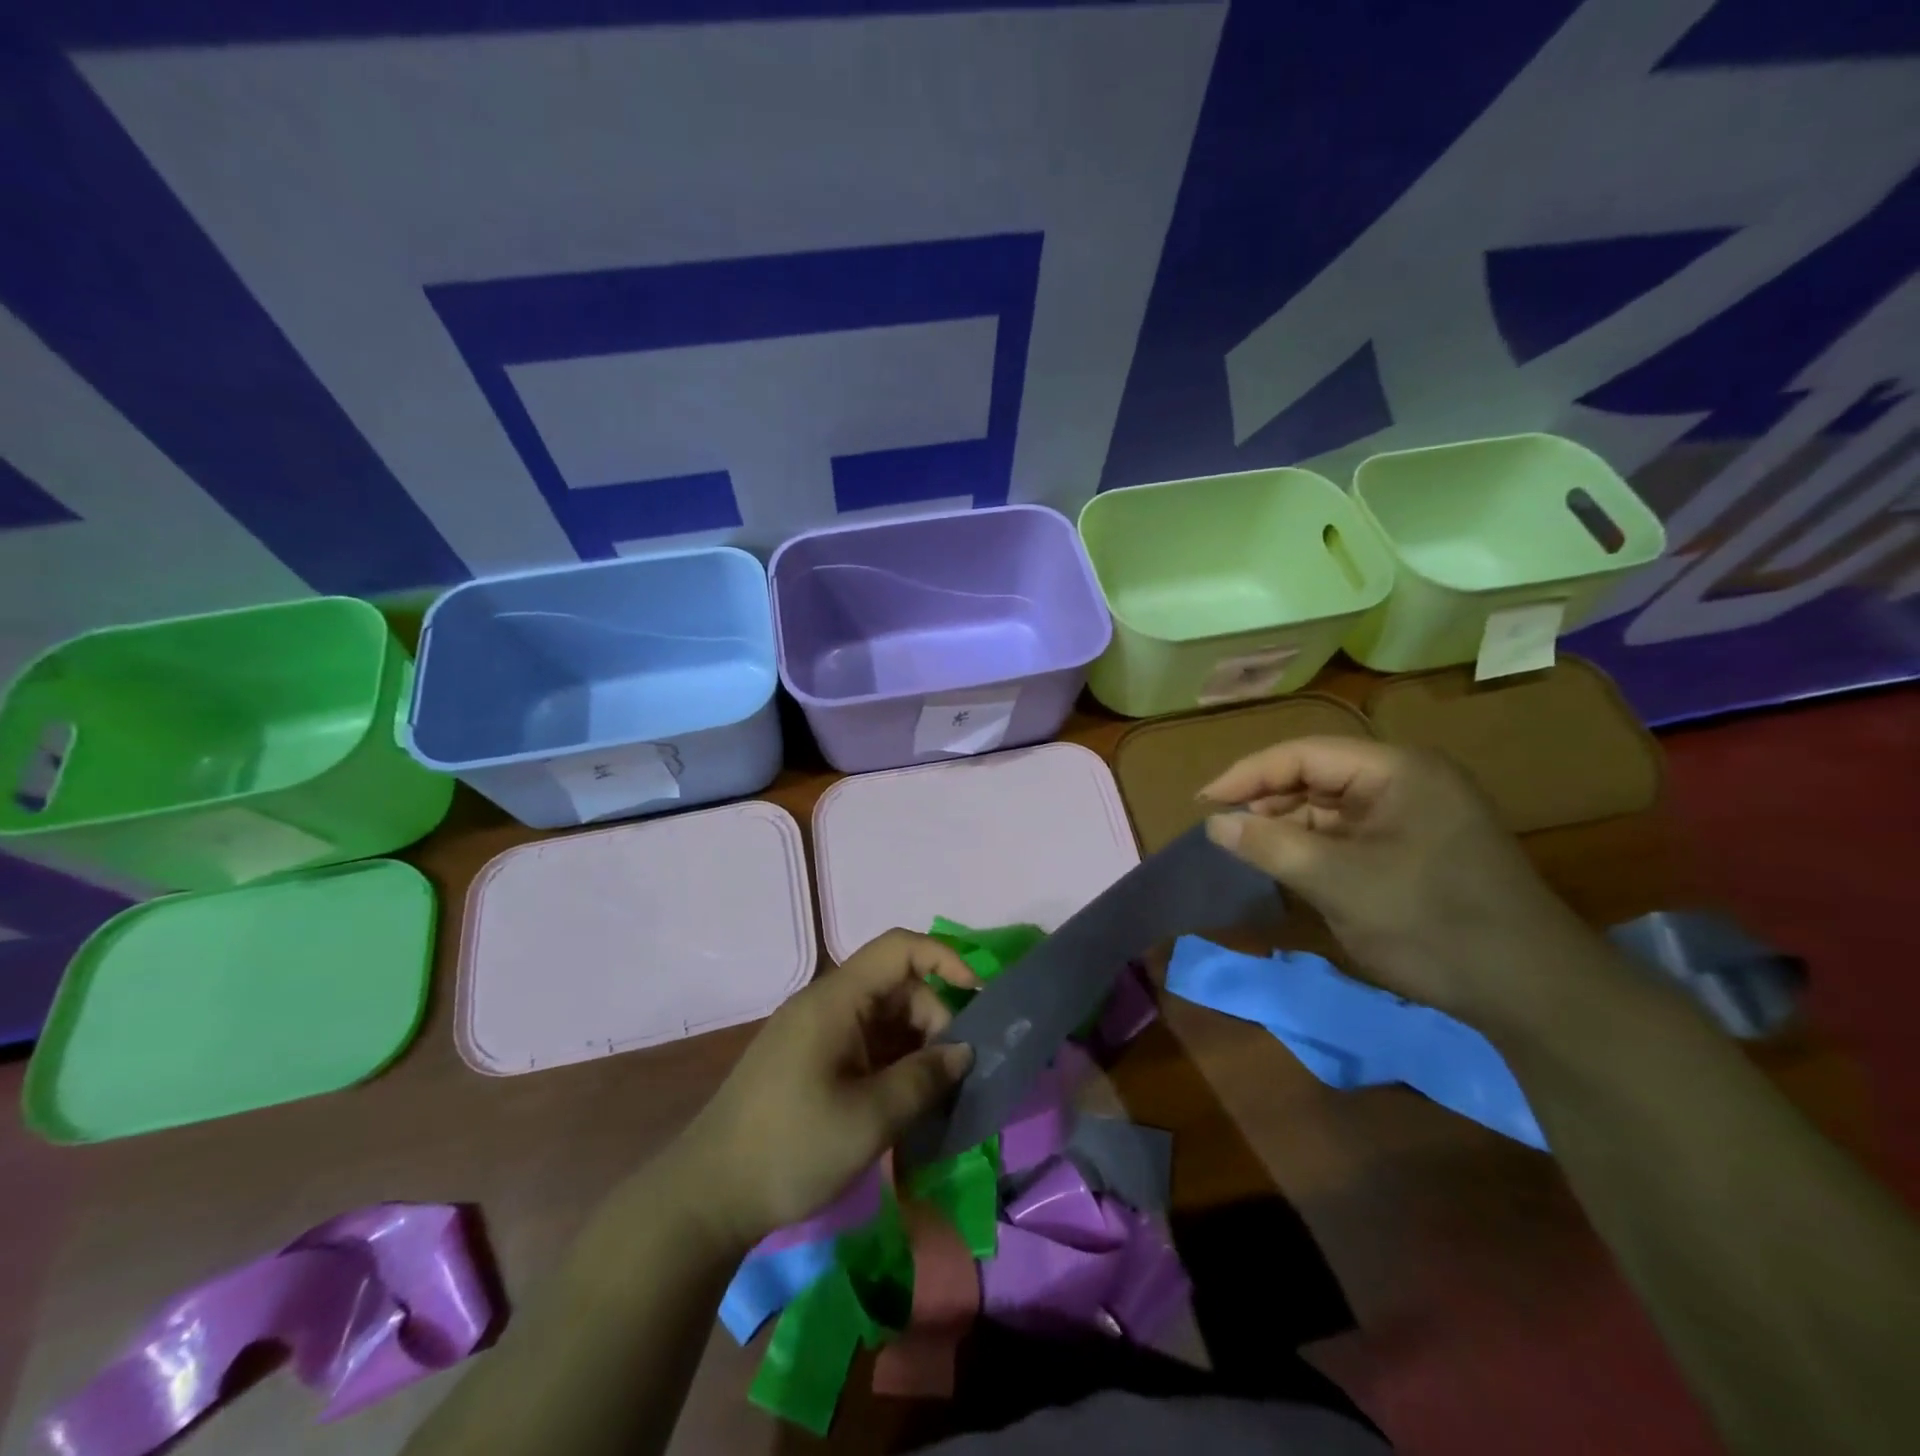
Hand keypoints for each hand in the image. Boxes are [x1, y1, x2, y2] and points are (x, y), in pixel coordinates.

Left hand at [667, 930, 978, 1249]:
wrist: (707, 1197)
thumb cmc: (791, 1148)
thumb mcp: (869, 1118)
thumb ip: (924, 1079)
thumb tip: (964, 1051)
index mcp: (836, 999)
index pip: (899, 948)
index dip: (945, 959)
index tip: (979, 999)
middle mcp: (827, 1004)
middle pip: (897, 987)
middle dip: (935, 1020)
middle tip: (955, 1074)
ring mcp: (817, 1033)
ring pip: (884, 1019)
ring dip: (916, 1047)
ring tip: (938, 1096)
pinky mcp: (811, 1061)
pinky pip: (866, 1044)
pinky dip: (893, 1065)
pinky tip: (908, 1104)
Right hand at [1201, 737, 1586, 1025]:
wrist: (1533, 992)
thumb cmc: (1431, 924)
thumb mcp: (1338, 883)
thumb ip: (1271, 845)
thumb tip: (1214, 823)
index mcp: (1398, 770)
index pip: (1304, 753)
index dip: (1248, 774)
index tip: (1203, 802)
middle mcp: (1410, 780)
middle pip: (1318, 774)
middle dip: (1269, 799)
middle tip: (1225, 829)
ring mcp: (1419, 813)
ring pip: (1334, 805)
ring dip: (1291, 823)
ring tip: (1252, 848)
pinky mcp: (1421, 846)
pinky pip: (1354, 832)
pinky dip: (1318, 845)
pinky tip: (1293, 864)